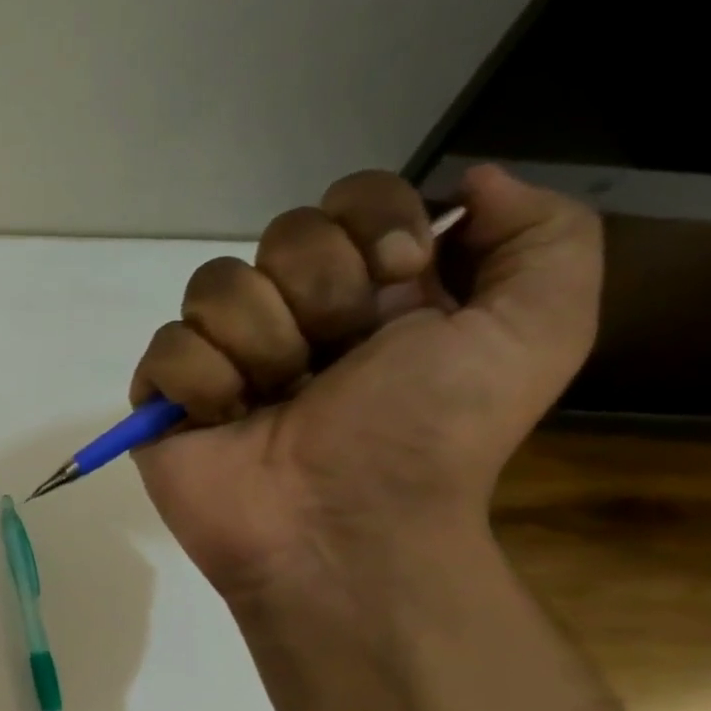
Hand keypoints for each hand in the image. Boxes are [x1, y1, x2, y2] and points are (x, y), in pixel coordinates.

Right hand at [131, 165, 601, 600]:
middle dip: (318, 294)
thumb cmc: (430, 435)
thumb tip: (471, 181)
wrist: (344, 529)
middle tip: (334, 362)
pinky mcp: (166, 396)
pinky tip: (226, 423)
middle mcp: (293, 313)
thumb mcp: (537, 330)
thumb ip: (544, 235)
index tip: (397, 282)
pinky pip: (166, 347)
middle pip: (280, 233)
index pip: (349, 198)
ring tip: (276, 403)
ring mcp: (224, 354)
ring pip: (213, 286)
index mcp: (371, 291)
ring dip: (260, 346)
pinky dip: (202, 385)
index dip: (371, 224)